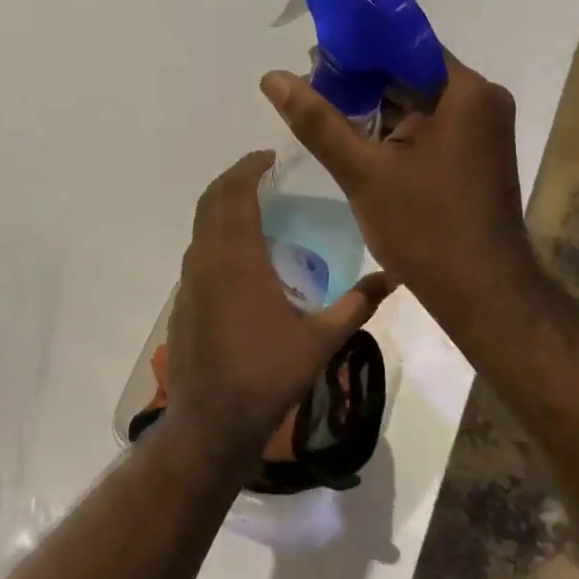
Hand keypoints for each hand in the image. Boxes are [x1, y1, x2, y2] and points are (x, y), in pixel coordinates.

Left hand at [165, 150, 389, 466]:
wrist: (212, 421)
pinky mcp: (183, 302)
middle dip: (234, 179)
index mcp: (237, 259)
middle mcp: (206, 260)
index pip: (234, 193)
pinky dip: (215, 235)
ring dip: (222, 207)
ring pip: (200, 226)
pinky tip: (242, 258)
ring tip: (256, 209)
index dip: (249, 168)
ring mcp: (189, 282)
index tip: (271, 157)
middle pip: (211, 201)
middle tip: (265, 175)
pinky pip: (198, 252)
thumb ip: (358, 304)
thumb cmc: (267, 376)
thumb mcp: (321, 340)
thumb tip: (396, 277)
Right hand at [260, 51, 537, 327]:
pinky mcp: (477, 154)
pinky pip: (430, 127)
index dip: (357, 46)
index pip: (405, 45)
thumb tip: (272, 77)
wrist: (481, 292)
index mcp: (465, 92)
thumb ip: (318, 122)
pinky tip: (359, 141)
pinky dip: (397, 131)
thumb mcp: (364, 172)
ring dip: (376, 108)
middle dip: (361, 80)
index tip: (314, 58)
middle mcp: (482, 100)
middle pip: (411, 73)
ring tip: (324, 114)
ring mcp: (482, 129)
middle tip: (309, 89)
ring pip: (419, 102)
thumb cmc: (425, 229)